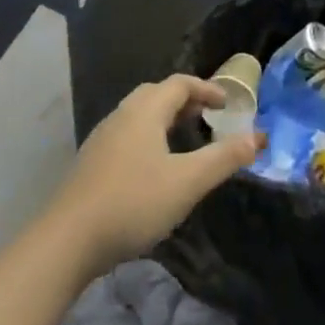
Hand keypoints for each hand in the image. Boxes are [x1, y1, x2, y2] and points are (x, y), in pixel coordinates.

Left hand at [48, 75, 262, 275]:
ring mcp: (102, 138)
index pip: (180, 84)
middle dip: (185, 101)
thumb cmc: (133, 202)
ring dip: (165, 119)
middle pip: (157, 94)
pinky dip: (148, 137)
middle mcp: (122, 115)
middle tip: (207, 118)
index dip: (206, 89)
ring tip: (184, 141)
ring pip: (139, 115)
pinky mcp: (91, 163)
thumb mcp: (187, 182)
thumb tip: (257, 137)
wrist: (67, 241)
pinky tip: (153, 168)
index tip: (228, 104)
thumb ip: (223, 158)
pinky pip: (127, 135)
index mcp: (146, 110)